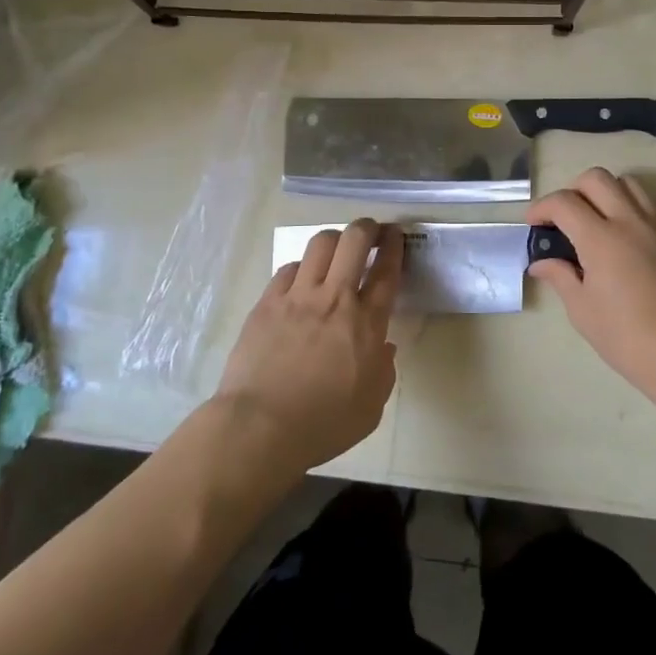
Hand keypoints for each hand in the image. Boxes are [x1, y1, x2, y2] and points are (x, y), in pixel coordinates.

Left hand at [214, 220, 401, 477]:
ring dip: (334, 241)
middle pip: (354, 240)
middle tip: (370, 231)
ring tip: (336, 250)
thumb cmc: (322, 425)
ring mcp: (298, 296)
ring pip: (320, 244)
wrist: (259, 427)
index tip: (395, 235)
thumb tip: (383, 347)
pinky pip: (288, 268)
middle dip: (366, 227)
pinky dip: (300, 268)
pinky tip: (300, 281)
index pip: (386, 271)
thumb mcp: (370, 408)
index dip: (394, 246)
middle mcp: (334, 298)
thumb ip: (383, 371)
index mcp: (366, 323)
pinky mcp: (267, 302)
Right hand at [527, 169, 655, 402]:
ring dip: (607, 192)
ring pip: (629, 182)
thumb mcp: (582, 311)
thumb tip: (541, 263)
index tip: (534, 224)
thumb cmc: (627, 338)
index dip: (542, 207)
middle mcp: (630, 220)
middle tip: (565, 217)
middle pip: (596, 178)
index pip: (563, 202)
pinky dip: (640, 206)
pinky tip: (634, 230)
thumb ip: (560, 277)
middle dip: (573, 191)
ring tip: (599, 219)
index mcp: (600, 239)